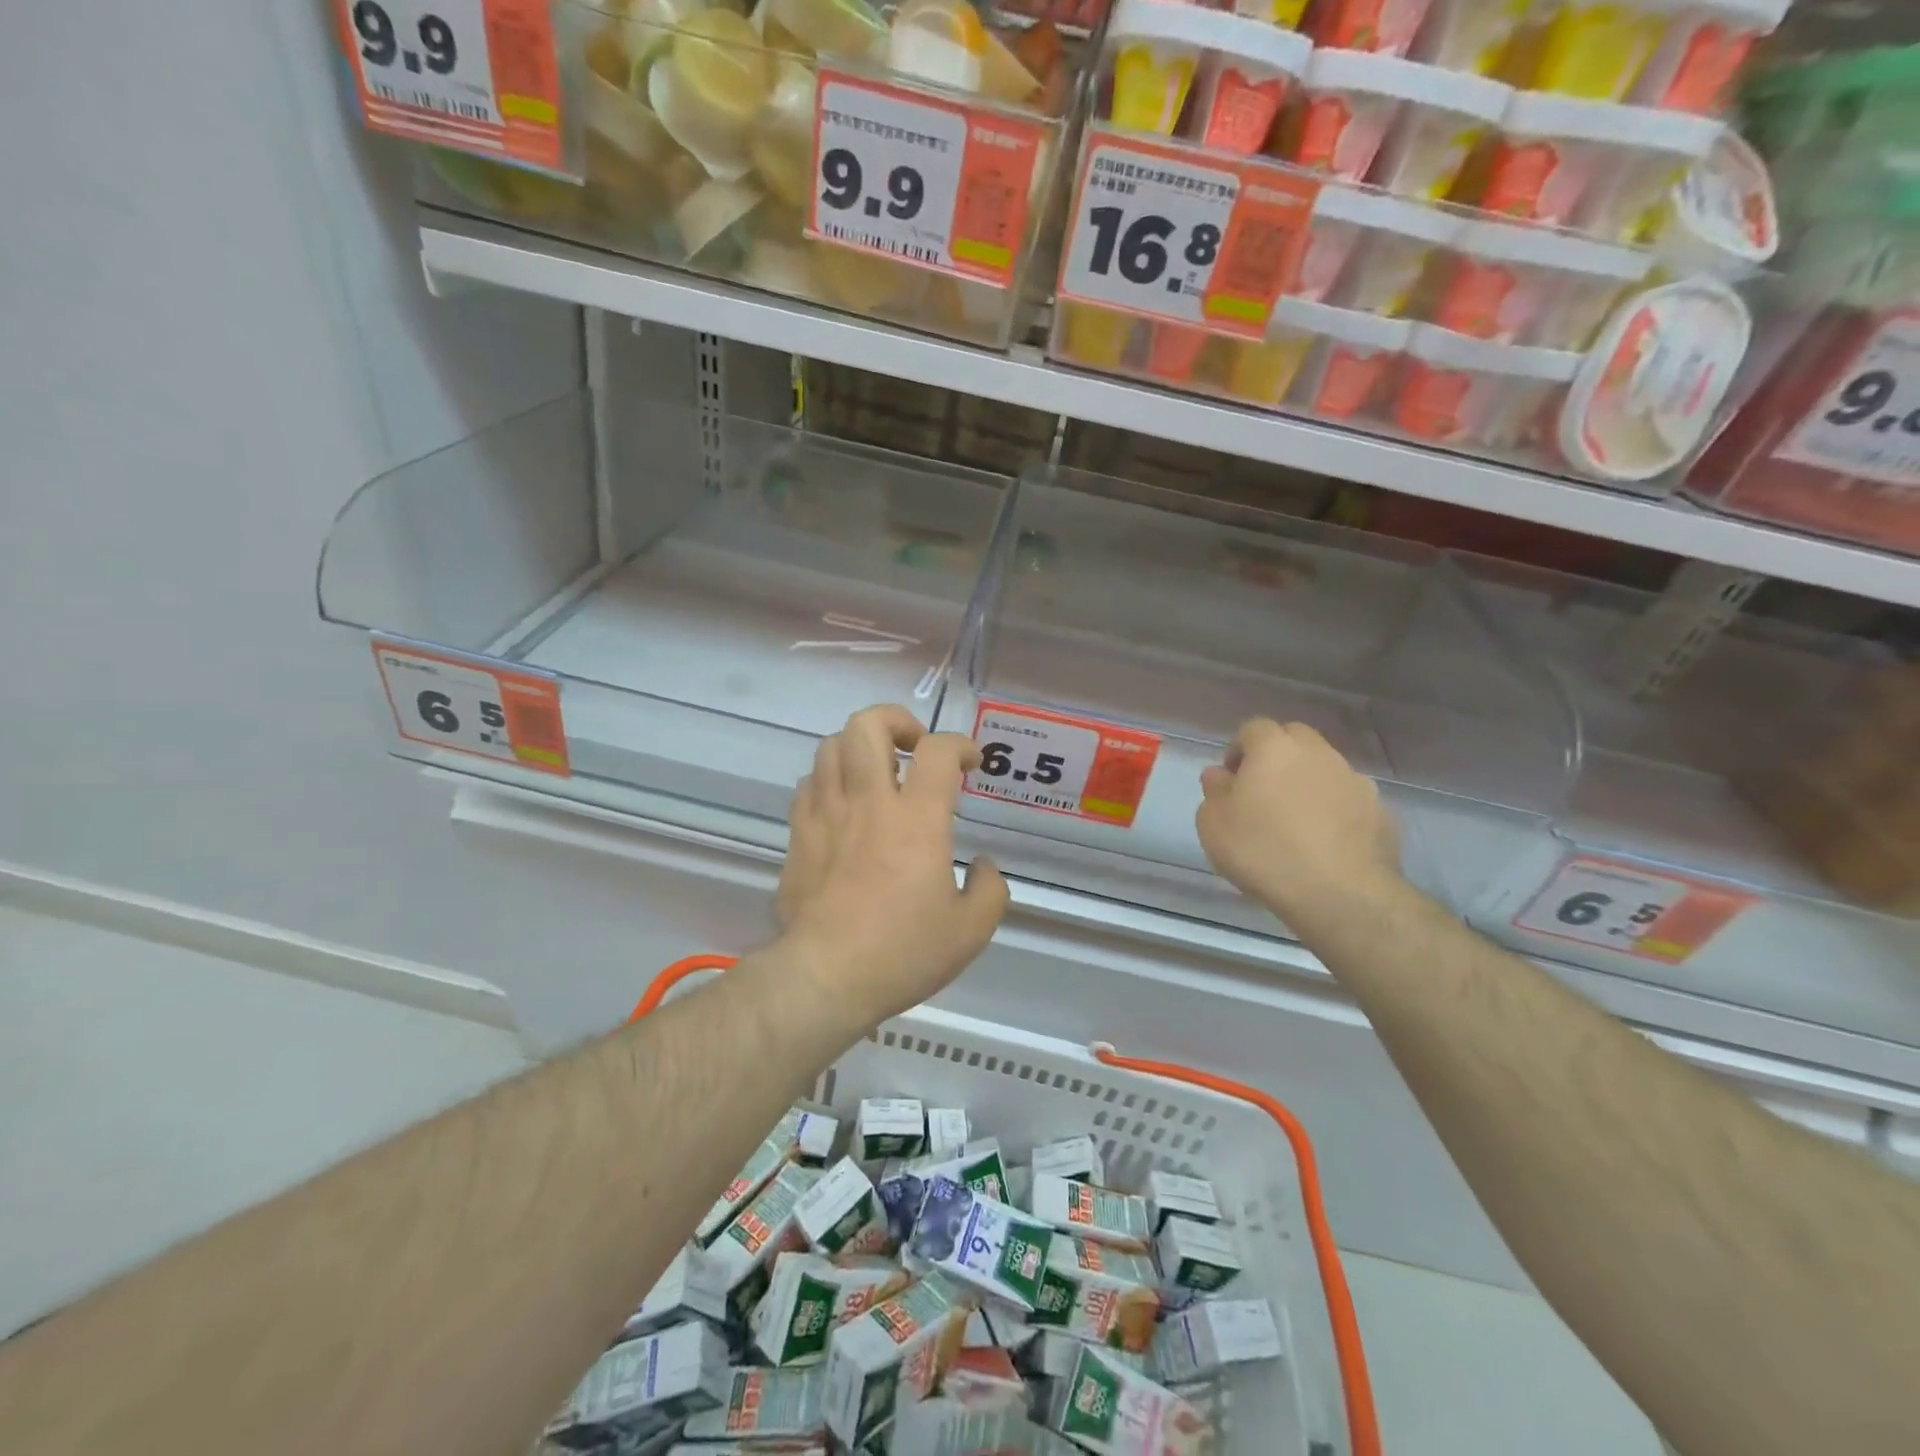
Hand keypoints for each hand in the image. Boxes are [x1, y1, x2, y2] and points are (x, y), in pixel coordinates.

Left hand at [776, 705, 1008, 1023]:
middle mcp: (869, 803)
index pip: (938, 750)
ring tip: (876, 774)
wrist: (825, 977)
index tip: (970, 762)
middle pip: (867, 725)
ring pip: (831, 747)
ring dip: (859, 748)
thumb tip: (982, 866)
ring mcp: (826, 815)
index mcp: (917, 819)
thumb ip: (990, 890)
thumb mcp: (970, 932)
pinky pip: (809, 785)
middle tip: (913, 748)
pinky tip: (843, 807)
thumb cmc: (902, 952)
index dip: (959, 744)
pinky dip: (830, 782)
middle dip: (895, 721)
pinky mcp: (798, 836)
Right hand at [1196, 720, 1401, 931]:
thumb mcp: (1213, 824)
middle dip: (1277, 757)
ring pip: (1326, 768)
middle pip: (1295, 739)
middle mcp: (1318, 753)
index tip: (1231, 779)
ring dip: (1308, 784)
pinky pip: (1349, 801)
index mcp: (1274, 748)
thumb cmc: (1263, 850)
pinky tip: (1324, 843)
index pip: (1253, 728)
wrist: (1340, 894)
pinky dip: (1335, 812)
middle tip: (1263, 793)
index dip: (1239, 750)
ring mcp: (1355, 780)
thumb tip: (1221, 775)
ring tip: (1296, 823)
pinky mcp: (1380, 812)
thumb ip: (1215, 791)